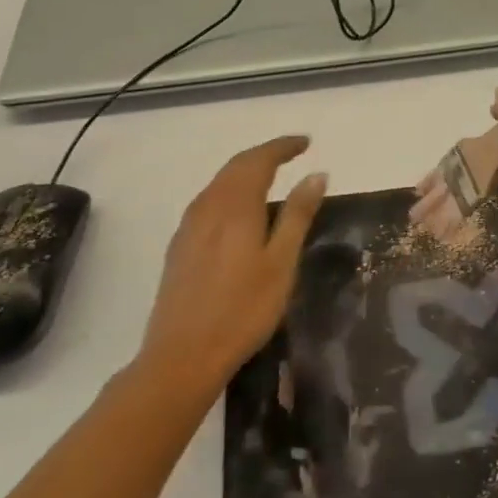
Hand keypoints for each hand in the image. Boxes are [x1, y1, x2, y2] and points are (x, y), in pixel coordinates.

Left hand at [138, 136, 325, 398]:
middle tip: (292, 153)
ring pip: (219, 184)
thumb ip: (298, 215)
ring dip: (245, 172)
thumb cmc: (243, 310)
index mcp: (235, 205)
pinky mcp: (180, 246)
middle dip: (265, 155)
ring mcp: (189, 226)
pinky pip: (208, 202)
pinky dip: (230, 192)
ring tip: (271, 177)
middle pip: (236, 167)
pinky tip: (239, 210)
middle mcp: (208, 206)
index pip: (259, 160)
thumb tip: (316, 174)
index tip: (306, 142)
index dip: (283, 147)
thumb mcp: (281, 263)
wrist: (182, 355)